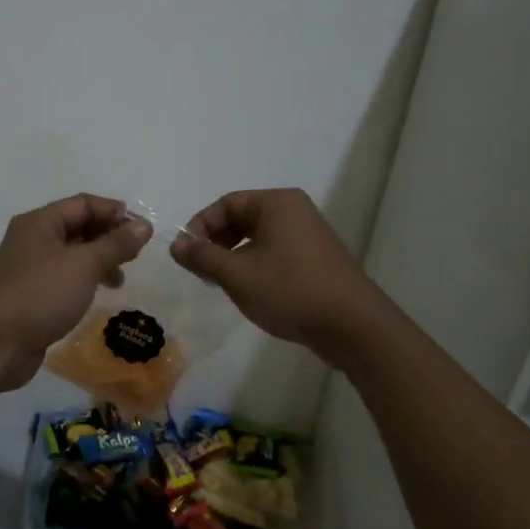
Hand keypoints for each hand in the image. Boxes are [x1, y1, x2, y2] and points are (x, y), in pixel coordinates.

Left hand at [0, 194, 151, 392]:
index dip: (114, 212)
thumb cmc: (41, 295)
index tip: (143, 230)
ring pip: (73, 254)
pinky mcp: (33, 294)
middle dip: (109, 236)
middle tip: (136, 255)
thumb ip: (116, 244)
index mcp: (40, 222)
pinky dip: (86, 279)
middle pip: (78, 226)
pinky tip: (99, 293)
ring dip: (100, 260)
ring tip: (120, 278)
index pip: (83, 204)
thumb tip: (145, 225)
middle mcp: (33, 239)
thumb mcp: (84, 265)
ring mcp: (31, 268)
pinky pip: (66, 276)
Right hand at [169, 188, 384, 356]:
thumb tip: (176, 245)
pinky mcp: (315, 257)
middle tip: (201, 271)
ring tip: (221, 284)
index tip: (185, 256)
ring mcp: (308, 233)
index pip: (225, 204)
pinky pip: (274, 251)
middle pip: (241, 217)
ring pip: (257, 237)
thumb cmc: (291, 291)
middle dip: (216, 242)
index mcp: (276, 203)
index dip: (199, 227)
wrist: (353, 326)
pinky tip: (249, 290)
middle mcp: (294, 210)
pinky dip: (254, 265)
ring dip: (233, 256)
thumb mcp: (238, 275)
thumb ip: (203, 257)